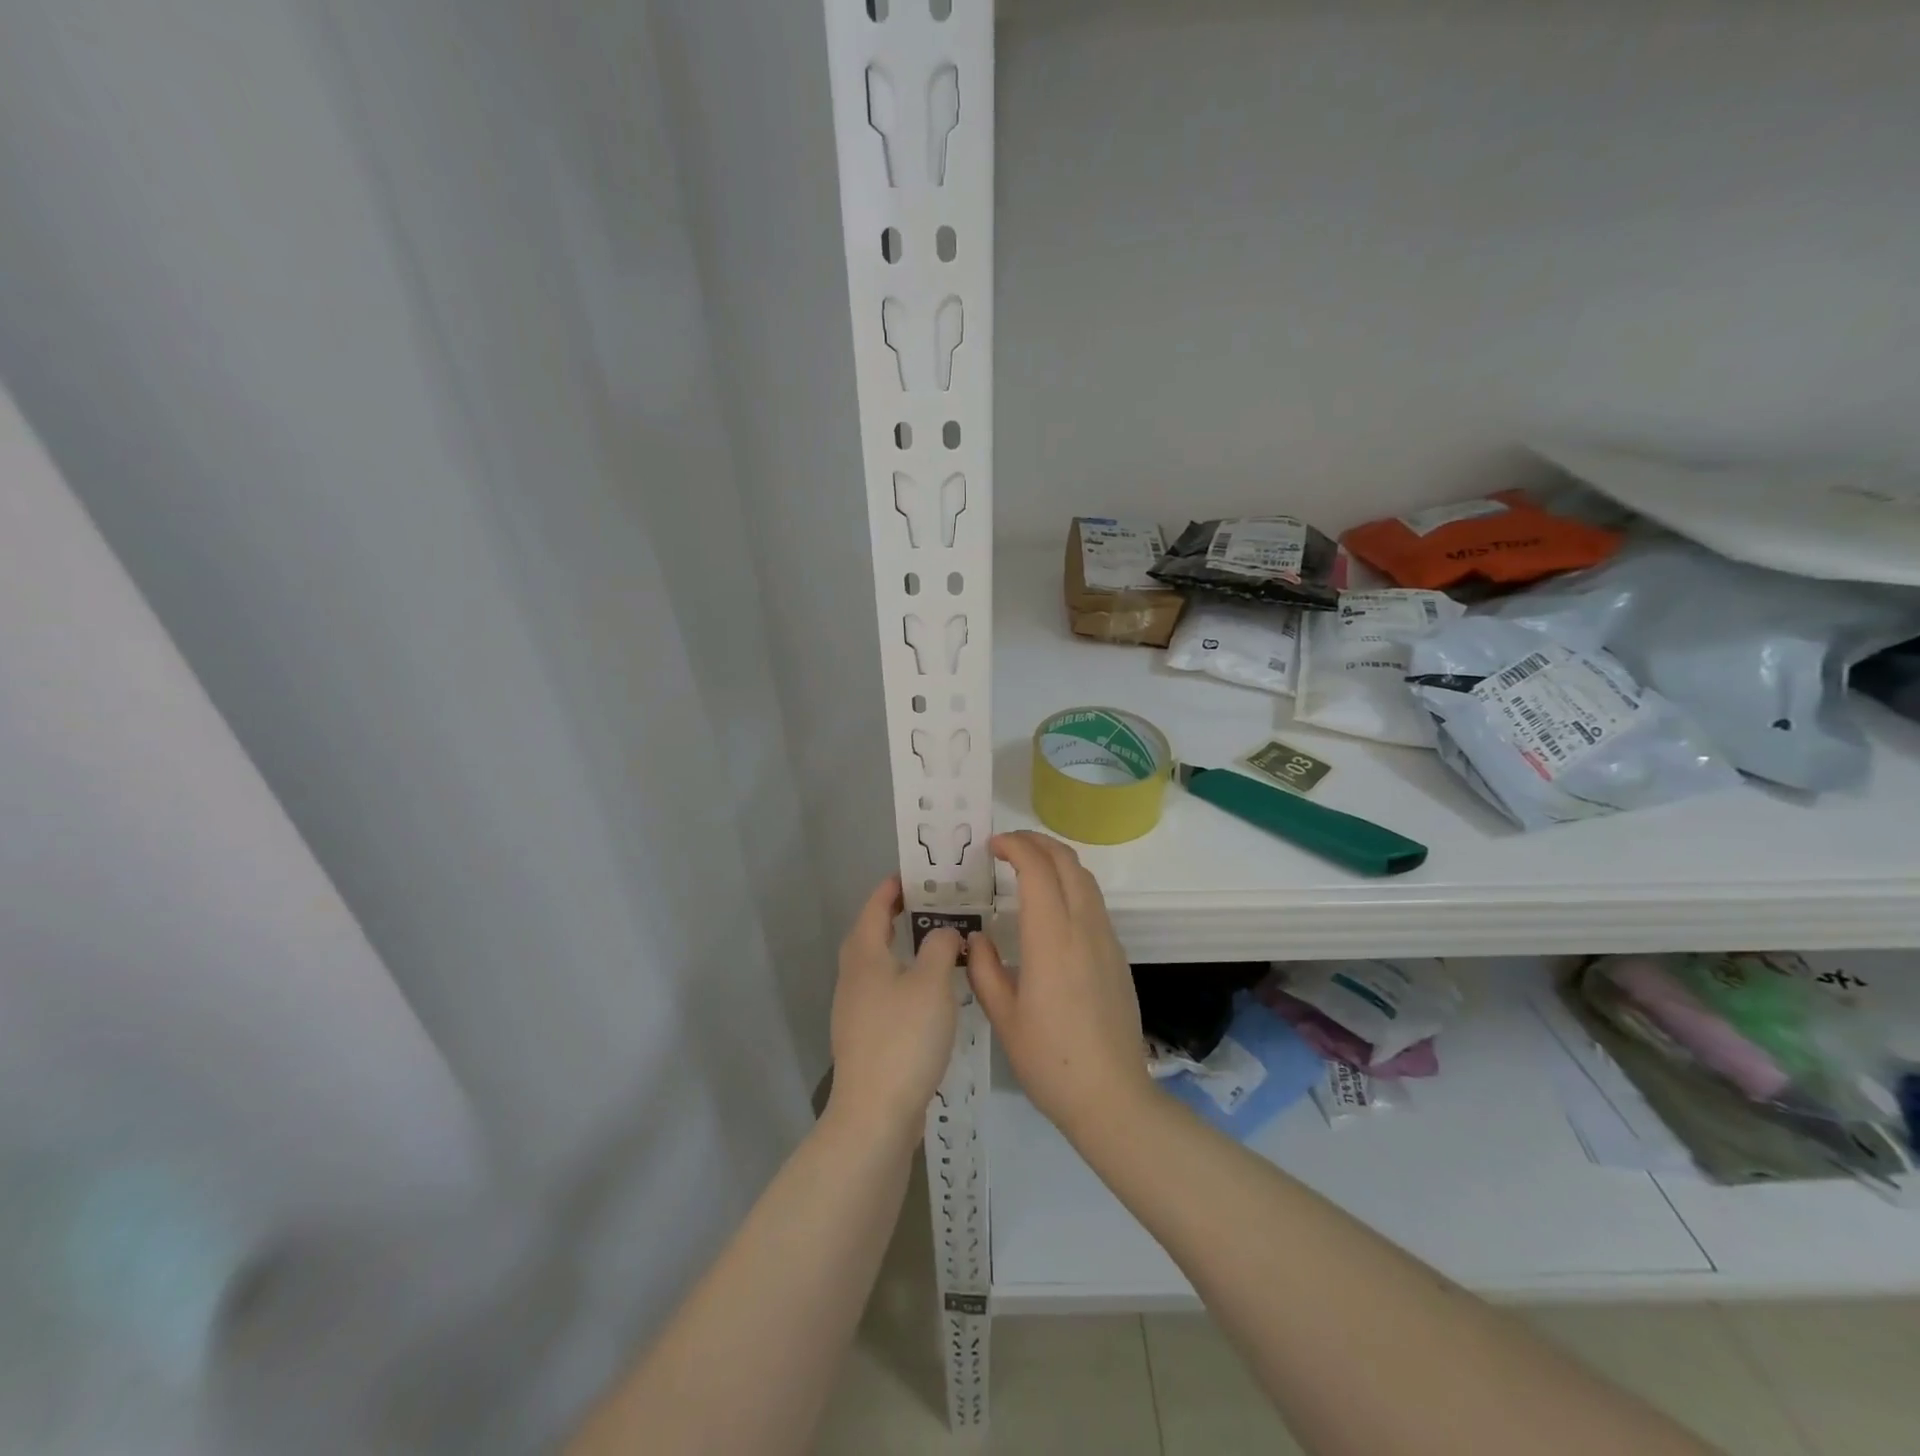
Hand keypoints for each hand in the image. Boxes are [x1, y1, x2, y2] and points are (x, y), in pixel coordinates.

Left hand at [826, 874, 960, 1150]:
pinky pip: (883, 992)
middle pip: (870, 934)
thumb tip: (944, 932)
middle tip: (929, 905)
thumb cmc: (904, 1037)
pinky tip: (928, 993)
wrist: (875, 1112)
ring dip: (901, 949)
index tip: (915, 875)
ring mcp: (854, 1009)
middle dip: (895, 916)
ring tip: (935, 944)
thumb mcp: (932, 982)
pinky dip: (903, 979)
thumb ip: (941, 946)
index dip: (892, 888)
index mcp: (864, 955)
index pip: (875, 907)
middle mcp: (853, 977)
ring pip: (877, 965)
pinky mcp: (864, 1036)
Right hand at [967, 832, 1152, 1139]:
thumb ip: (984, 969)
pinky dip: (1071, 884)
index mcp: (1052, 939)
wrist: (1112, 1097)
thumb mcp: (1003, 1017)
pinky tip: (1051, 906)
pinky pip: (1094, 902)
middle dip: (1037, 842)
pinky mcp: (1117, 955)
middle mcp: (1084, 928)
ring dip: (1057, 860)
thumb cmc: (1050, 1060)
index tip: (991, 846)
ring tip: (1027, 867)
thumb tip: (976, 938)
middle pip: (1067, 862)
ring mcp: (1107, 940)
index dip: (1015, 846)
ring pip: (1085, 879)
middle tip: (1007, 846)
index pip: (1038, 869)